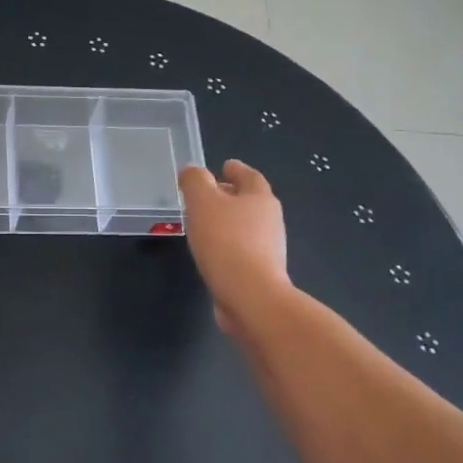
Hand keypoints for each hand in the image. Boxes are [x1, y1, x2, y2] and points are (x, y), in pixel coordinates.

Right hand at [179, 161, 289, 334]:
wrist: (250, 296)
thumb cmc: (226, 242)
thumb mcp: (203, 203)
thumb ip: (195, 181)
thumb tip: (192, 170)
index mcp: (261, 198)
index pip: (250, 176)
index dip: (236, 169)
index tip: (224, 166)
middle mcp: (270, 221)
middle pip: (250, 201)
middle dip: (230, 196)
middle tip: (207, 194)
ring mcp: (268, 248)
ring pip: (245, 226)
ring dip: (227, 222)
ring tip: (203, 223)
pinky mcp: (260, 272)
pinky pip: (241, 250)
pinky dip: (226, 245)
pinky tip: (210, 251)